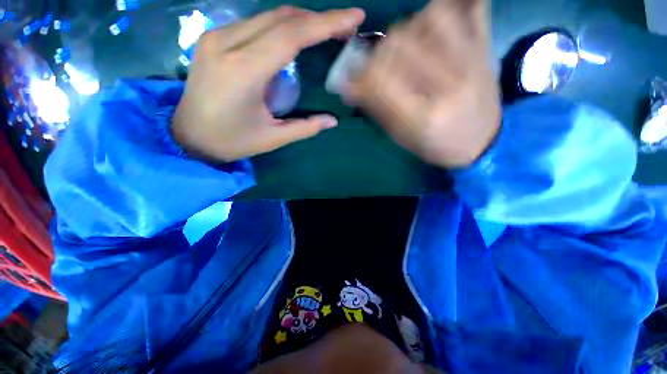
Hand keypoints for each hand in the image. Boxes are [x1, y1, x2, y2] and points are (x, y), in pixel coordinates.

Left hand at [173, 7, 365, 162]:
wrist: (188, 135)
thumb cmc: (231, 141)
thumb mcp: (272, 138)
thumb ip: (305, 127)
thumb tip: (333, 120)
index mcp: (244, 71)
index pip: (291, 35)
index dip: (326, 23)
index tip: (353, 17)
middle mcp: (227, 44)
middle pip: (282, 18)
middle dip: (318, 19)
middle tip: (344, 28)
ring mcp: (217, 37)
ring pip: (269, 16)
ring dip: (302, 21)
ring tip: (325, 32)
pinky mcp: (214, 38)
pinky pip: (256, 23)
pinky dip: (282, 27)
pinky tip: (296, 38)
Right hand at [349, 0, 500, 167]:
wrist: (481, 144)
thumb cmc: (436, 145)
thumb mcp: (402, 137)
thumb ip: (378, 109)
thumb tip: (352, 86)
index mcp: (423, 116)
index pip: (380, 80)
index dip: (359, 77)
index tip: (352, 80)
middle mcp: (448, 84)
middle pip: (401, 42)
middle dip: (379, 52)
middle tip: (377, 64)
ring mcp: (472, 62)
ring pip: (434, 16)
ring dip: (410, 26)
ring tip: (407, 44)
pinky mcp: (486, 50)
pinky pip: (475, 8)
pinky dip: (453, 6)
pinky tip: (435, 25)